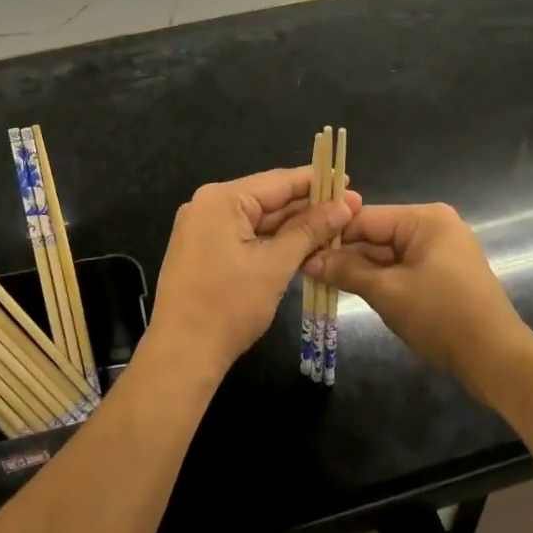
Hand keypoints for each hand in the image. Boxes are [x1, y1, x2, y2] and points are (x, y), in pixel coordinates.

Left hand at [149, 167, 359, 383]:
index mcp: (221, 200)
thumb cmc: (229, 305)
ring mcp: (203, 229)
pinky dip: (273, 242)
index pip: (277, 181)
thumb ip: (309, 231)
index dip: (315, 181)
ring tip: (335, 228)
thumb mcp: (274, 265)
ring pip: (258, 220)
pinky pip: (246, 236)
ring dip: (293, 227)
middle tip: (350, 209)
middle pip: (268, 199)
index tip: (347, 180)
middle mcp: (208, 206)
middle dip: (307, 207)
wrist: (182, 353)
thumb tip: (343, 206)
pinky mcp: (204, 251)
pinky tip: (304, 246)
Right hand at [305, 203, 524, 387]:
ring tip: (320, 280)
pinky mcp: (442, 274)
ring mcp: (440, 250)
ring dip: (359, 269)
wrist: (496, 359)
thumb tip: (309, 260)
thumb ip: (347, 271)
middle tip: (306, 269)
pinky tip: (352, 289)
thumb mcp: (387, 292)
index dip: (332, 234)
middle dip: (344, 254)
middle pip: (376, 235)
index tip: (300, 248)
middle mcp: (433, 226)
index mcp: (425, 219)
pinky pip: (401, 268)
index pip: (366, 218)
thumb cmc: (442, 316)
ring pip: (386, 254)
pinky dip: (380, 279)